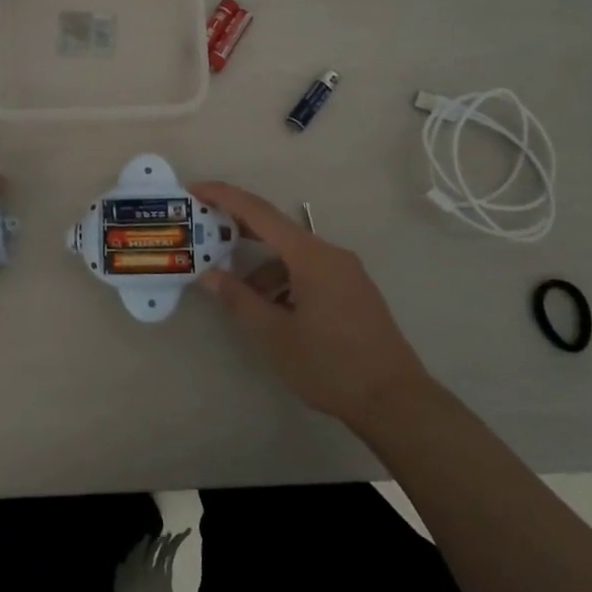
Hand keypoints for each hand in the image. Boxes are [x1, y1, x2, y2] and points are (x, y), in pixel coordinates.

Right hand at [192, 181, 432, 433]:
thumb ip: (239, 298)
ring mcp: (346, 272)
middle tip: (205, 235)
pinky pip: (310, 271)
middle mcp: (330, 254)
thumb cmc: (329, 365)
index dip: (224, 197)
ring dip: (263, 269)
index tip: (196, 190)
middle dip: (239, 231)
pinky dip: (285, 281)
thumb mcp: (274, 334)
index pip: (259, 213)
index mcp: (310, 256)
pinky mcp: (353, 290)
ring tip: (241, 299)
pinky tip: (275, 312)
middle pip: (277, 230)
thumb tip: (209, 274)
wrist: (395, 401)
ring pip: (293, 257)